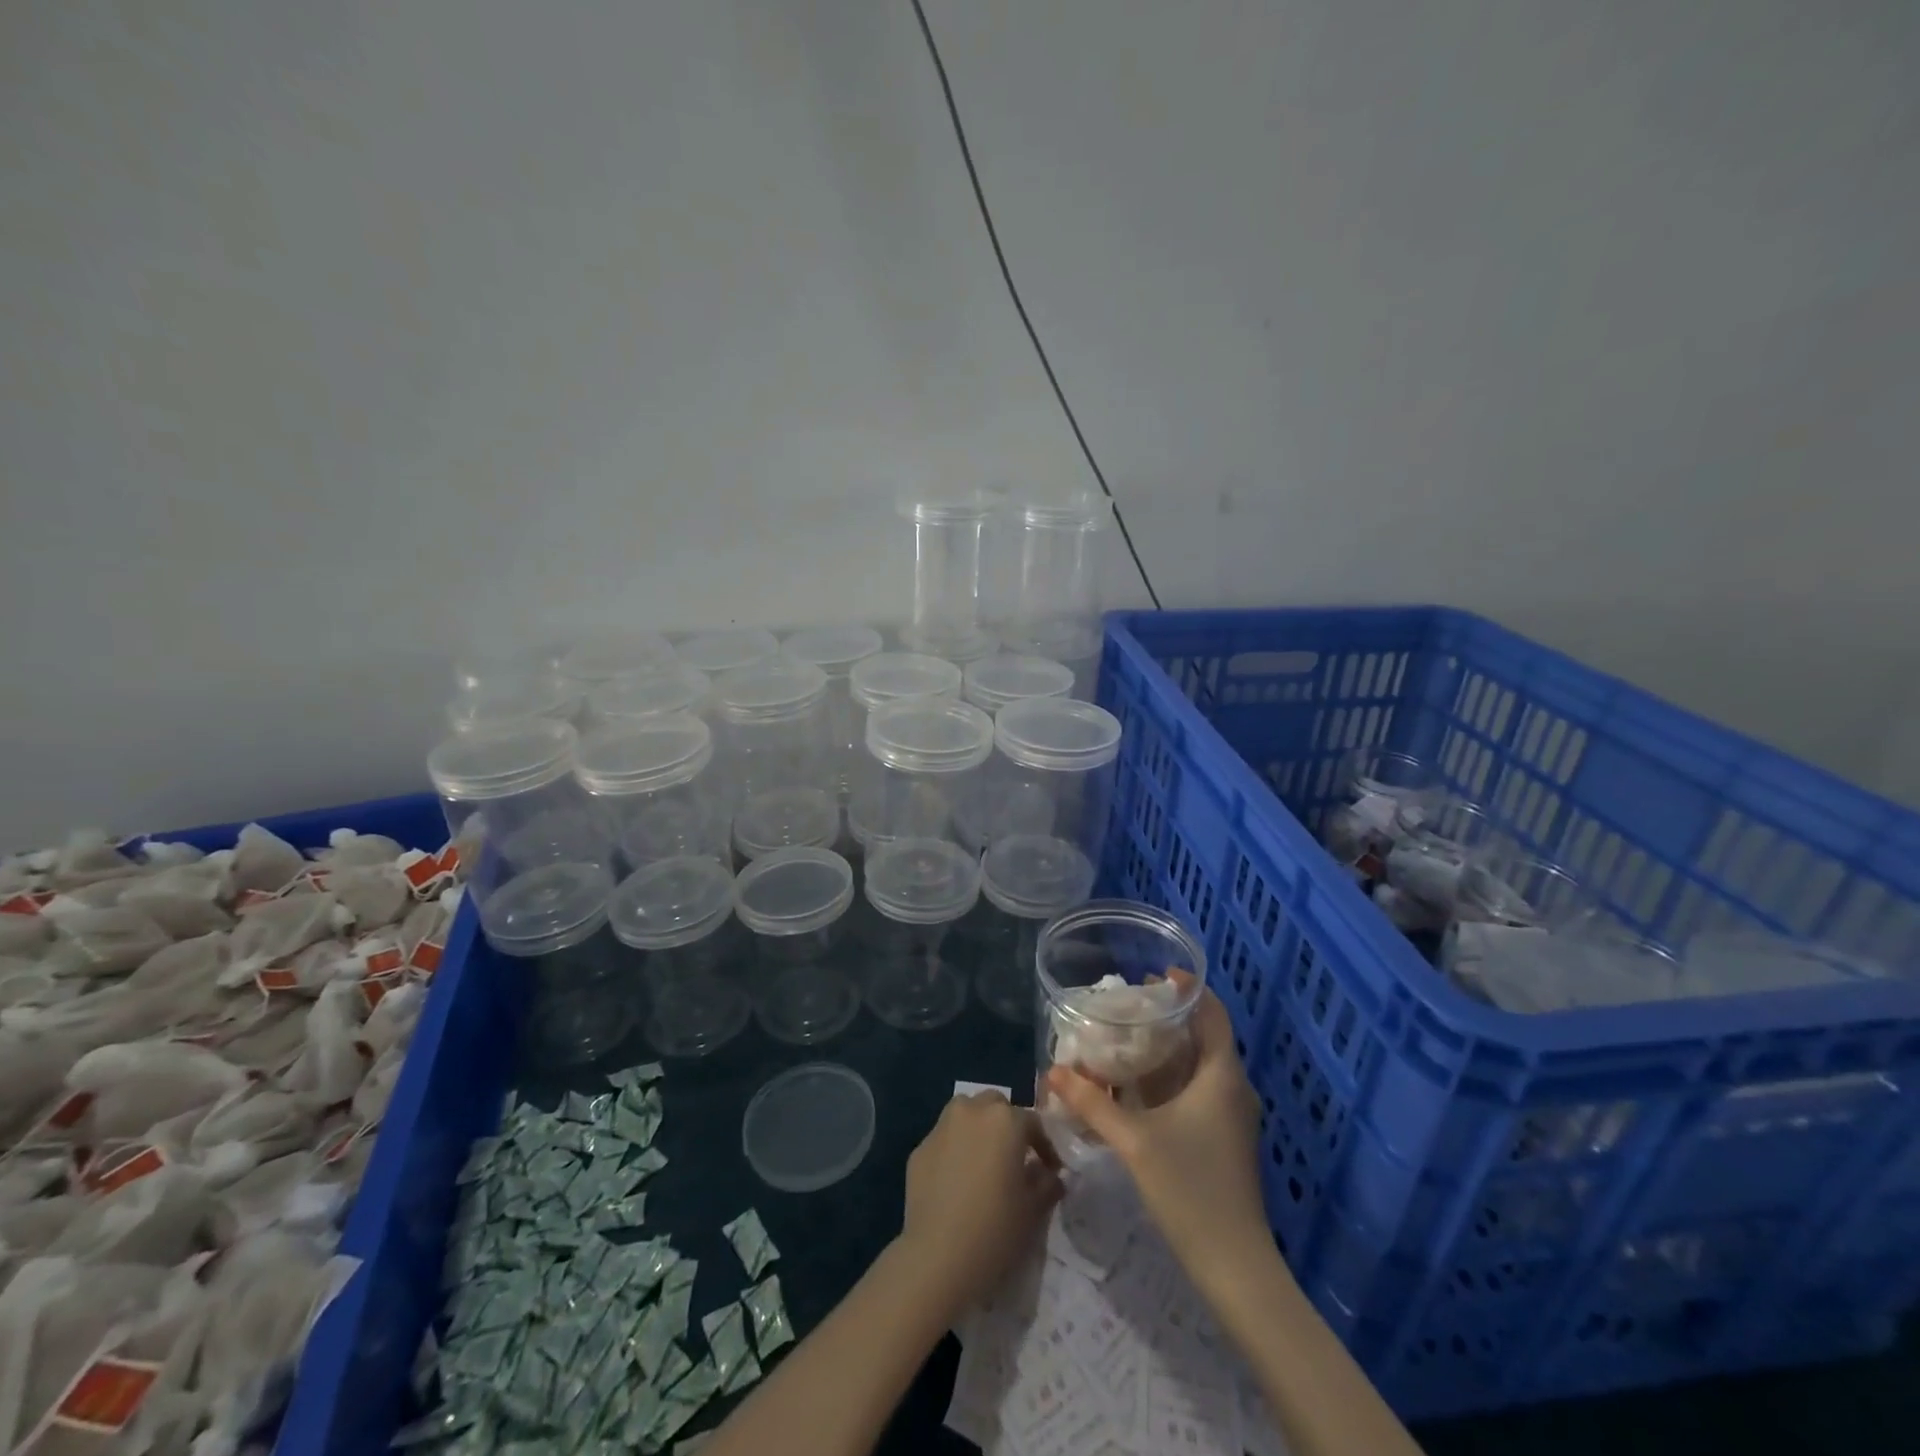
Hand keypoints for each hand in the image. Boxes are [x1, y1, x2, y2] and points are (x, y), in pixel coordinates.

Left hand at [896, 1092, 1062, 1319]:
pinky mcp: (919, 1149)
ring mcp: (941, 1128)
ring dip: (978, 1128)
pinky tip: (957, 1180)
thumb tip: (1049, 1175)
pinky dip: (954, 1149)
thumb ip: (1047, 1183)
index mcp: (1005, 1120)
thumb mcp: (1034, 1209)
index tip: (1050, 1170)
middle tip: (1014, 1157)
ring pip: (965, 1114)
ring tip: (984, 1161)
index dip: (1044, 1146)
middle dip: (1007, 1126)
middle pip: (995, 1107)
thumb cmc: (996, 1228)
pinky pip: (944, 1140)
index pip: (1032, 1122)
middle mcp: (971, 1111)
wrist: (938, 1256)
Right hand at [1045, 983, 1268, 1289]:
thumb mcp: (1135, 1141)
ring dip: (1170, 1047)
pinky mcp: (1224, 1137)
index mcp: (1222, 1076)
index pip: (1213, 1014)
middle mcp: (1233, 1088)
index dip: (1189, 989)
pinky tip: (1139, 1083)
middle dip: (1171, 1016)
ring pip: (1202, 1065)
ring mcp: (1231, 1115)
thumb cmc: (1190, 1189)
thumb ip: (1093, 1103)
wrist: (1234, 1264)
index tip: (1154, 974)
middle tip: (1129, 1003)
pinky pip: (1200, 1089)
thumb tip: (1053, 1071)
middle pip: (1206, 1036)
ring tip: (1128, 1035)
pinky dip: (1173, 1075)